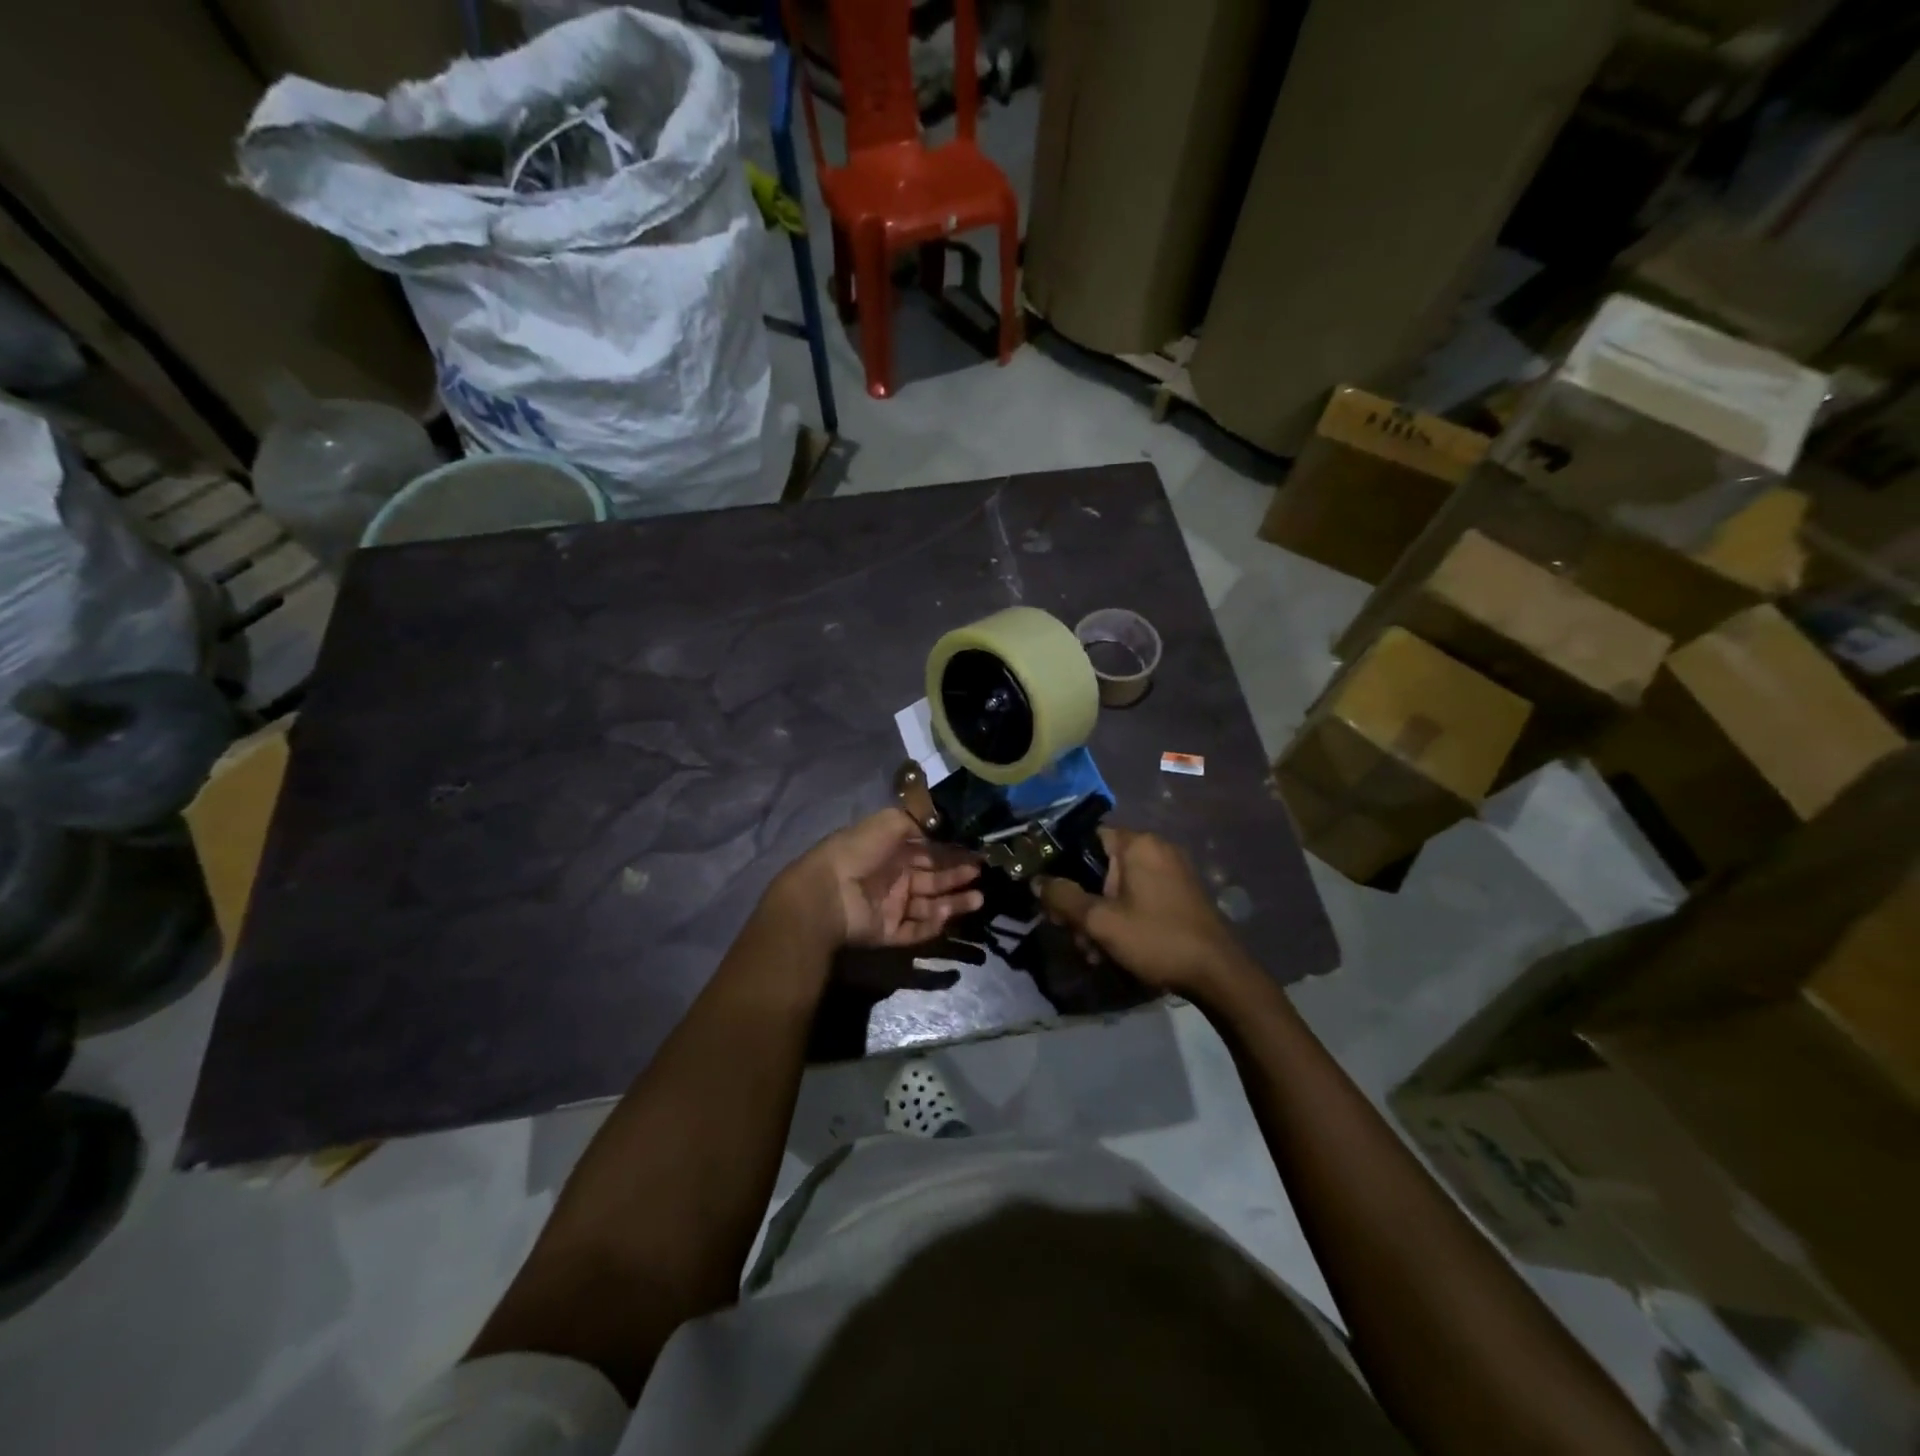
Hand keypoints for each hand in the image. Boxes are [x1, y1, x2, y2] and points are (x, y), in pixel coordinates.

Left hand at [778, 808, 982, 949]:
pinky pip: (914, 929)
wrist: (827, 892)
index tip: (977, 852)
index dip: (952, 852)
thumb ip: (917, 821)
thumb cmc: (859, 852)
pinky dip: (932, 924)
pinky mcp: (887, 932)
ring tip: (978, 899)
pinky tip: (946, 915)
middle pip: (932, 879)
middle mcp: (894, 877)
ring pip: (929, 906)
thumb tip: (942, 828)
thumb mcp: (888, 822)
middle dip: (957, 876)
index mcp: (891, 850)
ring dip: (953, 902)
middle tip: (981, 874)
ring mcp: (891, 906)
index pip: (928, 851)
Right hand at [1035, 827, 1249, 998]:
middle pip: (1100, 867)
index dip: (1063, 865)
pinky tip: (1116, 949)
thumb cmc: (1156, 939)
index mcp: (1137, 844)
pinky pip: (1139, 897)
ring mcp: (1171, 872)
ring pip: (1118, 887)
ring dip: (1100, 916)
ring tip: (1094, 952)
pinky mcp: (1180, 894)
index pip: (1086, 838)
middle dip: (1082, 902)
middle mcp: (1155, 849)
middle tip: (1073, 935)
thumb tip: (1037, 881)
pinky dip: (1123, 918)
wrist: (1218, 974)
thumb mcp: (1101, 921)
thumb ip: (1063, 898)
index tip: (1052, 895)